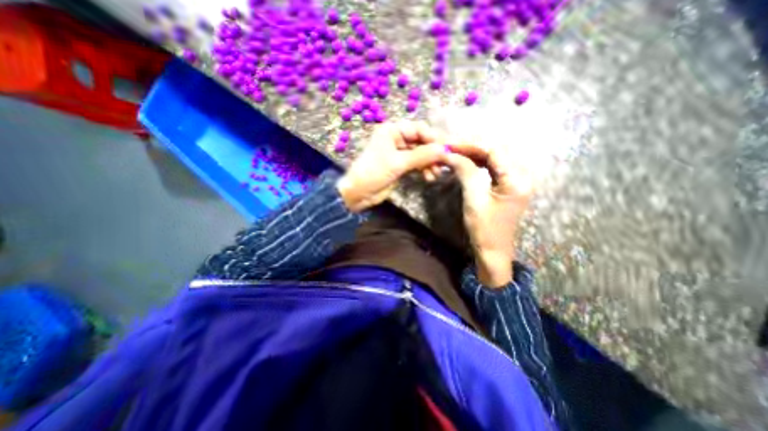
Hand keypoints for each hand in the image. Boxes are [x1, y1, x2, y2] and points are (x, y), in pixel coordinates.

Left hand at [337, 121, 450, 211]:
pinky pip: (416, 164)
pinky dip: (424, 169)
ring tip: (436, 174)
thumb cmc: (373, 173)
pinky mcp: (400, 166)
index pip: (419, 129)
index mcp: (392, 131)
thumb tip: (444, 150)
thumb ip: (422, 155)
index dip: (434, 138)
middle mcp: (396, 138)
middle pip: (421, 142)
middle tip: (445, 164)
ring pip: (420, 154)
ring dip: (429, 163)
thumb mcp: (398, 163)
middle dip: (433, 153)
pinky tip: (429, 177)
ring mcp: (399, 153)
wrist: (358, 193)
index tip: (447, 150)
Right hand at [445, 142, 534, 285]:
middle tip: (450, 148)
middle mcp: (521, 176)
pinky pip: (493, 169)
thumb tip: (451, 154)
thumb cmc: (484, 229)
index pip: (494, 151)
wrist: (493, 251)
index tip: (450, 144)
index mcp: (516, 180)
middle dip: (472, 148)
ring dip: (474, 155)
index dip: (471, 145)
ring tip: (455, 153)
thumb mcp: (473, 199)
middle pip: (495, 153)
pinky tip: (465, 163)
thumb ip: (465, 172)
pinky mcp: (508, 187)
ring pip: (494, 160)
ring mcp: (516, 181)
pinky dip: (478, 165)